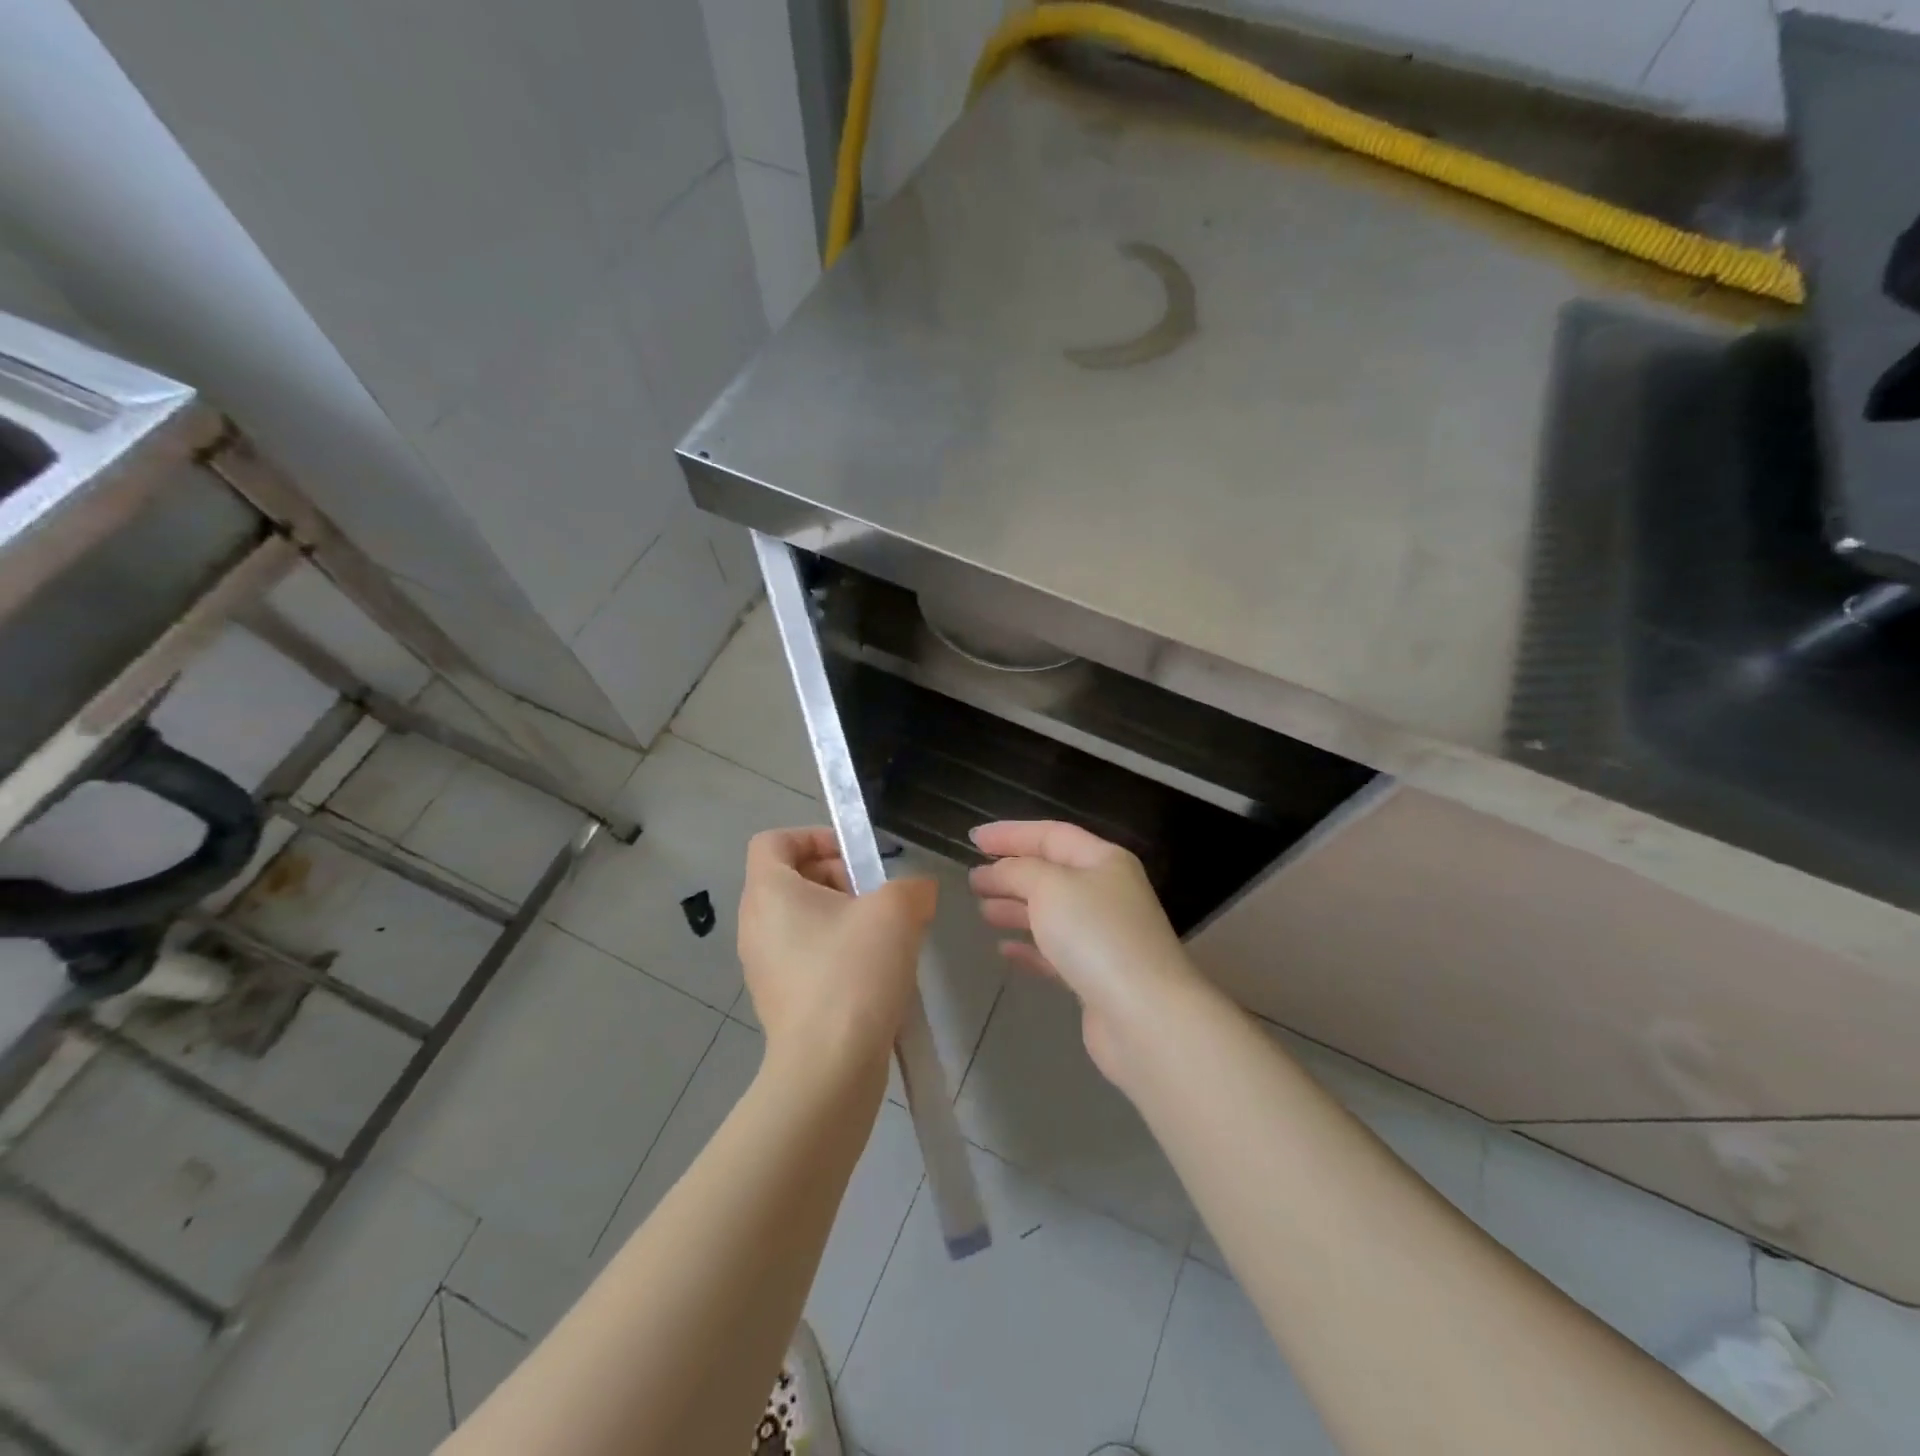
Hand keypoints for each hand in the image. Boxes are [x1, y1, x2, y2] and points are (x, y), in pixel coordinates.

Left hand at [737, 828, 936, 1067]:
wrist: (829, 1068)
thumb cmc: (853, 973)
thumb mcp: (897, 911)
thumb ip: (912, 887)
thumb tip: (918, 892)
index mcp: (769, 892)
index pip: (774, 841)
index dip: (814, 836)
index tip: (855, 857)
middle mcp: (755, 924)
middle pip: (791, 878)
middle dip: (838, 877)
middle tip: (877, 897)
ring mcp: (763, 965)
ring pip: (801, 919)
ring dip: (842, 916)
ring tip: (882, 936)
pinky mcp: (778, 999)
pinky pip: (805, 955)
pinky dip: (834, 951)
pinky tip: (872, 973)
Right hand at [968, 820, 1199, 1084]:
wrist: (1144, 1016)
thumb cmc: (1096, 935)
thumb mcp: (1050, 887)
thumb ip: (1018, 871)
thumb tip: (998, 871)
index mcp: (1103, 860)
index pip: (1052, 834)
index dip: (1011, 833)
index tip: (973, 838)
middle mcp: (1107, 893)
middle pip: (1051, 873)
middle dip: (1010, 872)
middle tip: (973, 879)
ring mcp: (1104, 937)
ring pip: (1052, 913)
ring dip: (1016, 908)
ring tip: (982, 910)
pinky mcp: (1096, 977)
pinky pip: (1055, 952)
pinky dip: (1029, 947)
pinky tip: (1004, 950)